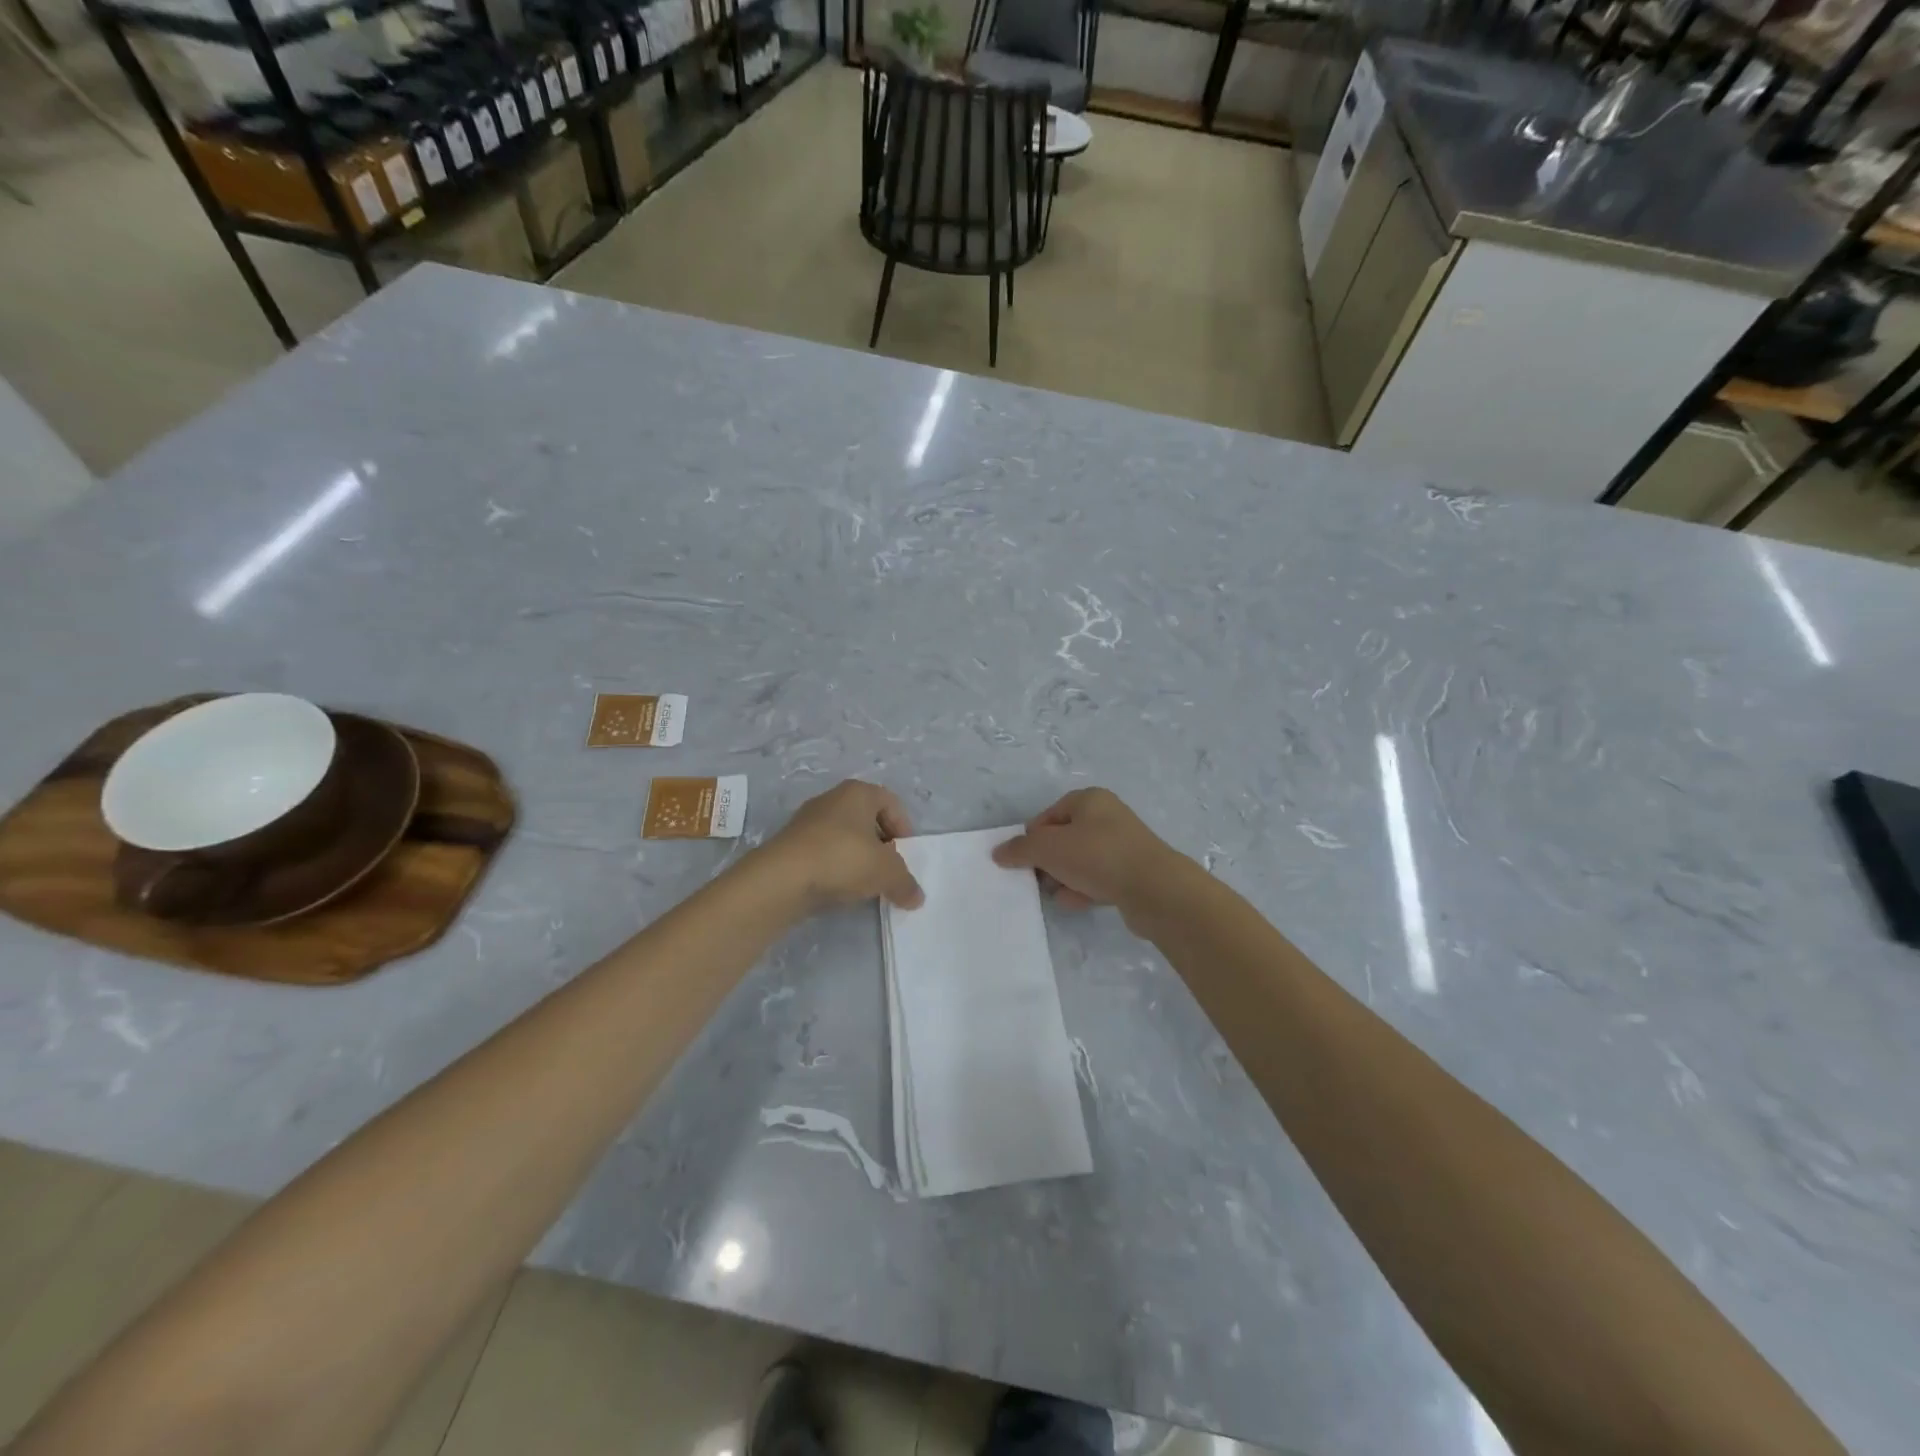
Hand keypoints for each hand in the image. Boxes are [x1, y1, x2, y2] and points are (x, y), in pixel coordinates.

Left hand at [755, 780, 924, 912]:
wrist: (781, 878)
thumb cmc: (842, 859)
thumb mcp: (886, 872)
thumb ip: (906, 883)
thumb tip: (917, 897)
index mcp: (858, 792)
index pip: (892, 802)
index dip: (903, 829)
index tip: (905, 855)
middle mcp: (832, 799)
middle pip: (867, 820)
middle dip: (881, 845)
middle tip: (887, 870)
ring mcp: (808, 821)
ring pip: (844, 837)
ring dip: (858, 858)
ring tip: (864, 884)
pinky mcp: (791, 845)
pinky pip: (824, 853)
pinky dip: (835, 868)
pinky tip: (838, 888)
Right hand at [991, 789, 1186, 923]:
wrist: (1154, 889)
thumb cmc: (1097, 856)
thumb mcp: (1048, 848)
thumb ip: (1020, 849)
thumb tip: (999, 852)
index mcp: (1089, 799)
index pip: (1048, 815)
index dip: (1032, 837)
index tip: (1022, 860)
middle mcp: (1108, 817)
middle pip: (1064, 838)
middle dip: (1047, 860)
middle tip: (1036, 879)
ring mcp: (1122, 846)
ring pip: (1081, 861)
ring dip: (1064, 877)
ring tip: (1056, 894)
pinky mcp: (1132, 873)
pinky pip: (1098, 879)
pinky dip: (1083, 890)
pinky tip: (1074, 903)